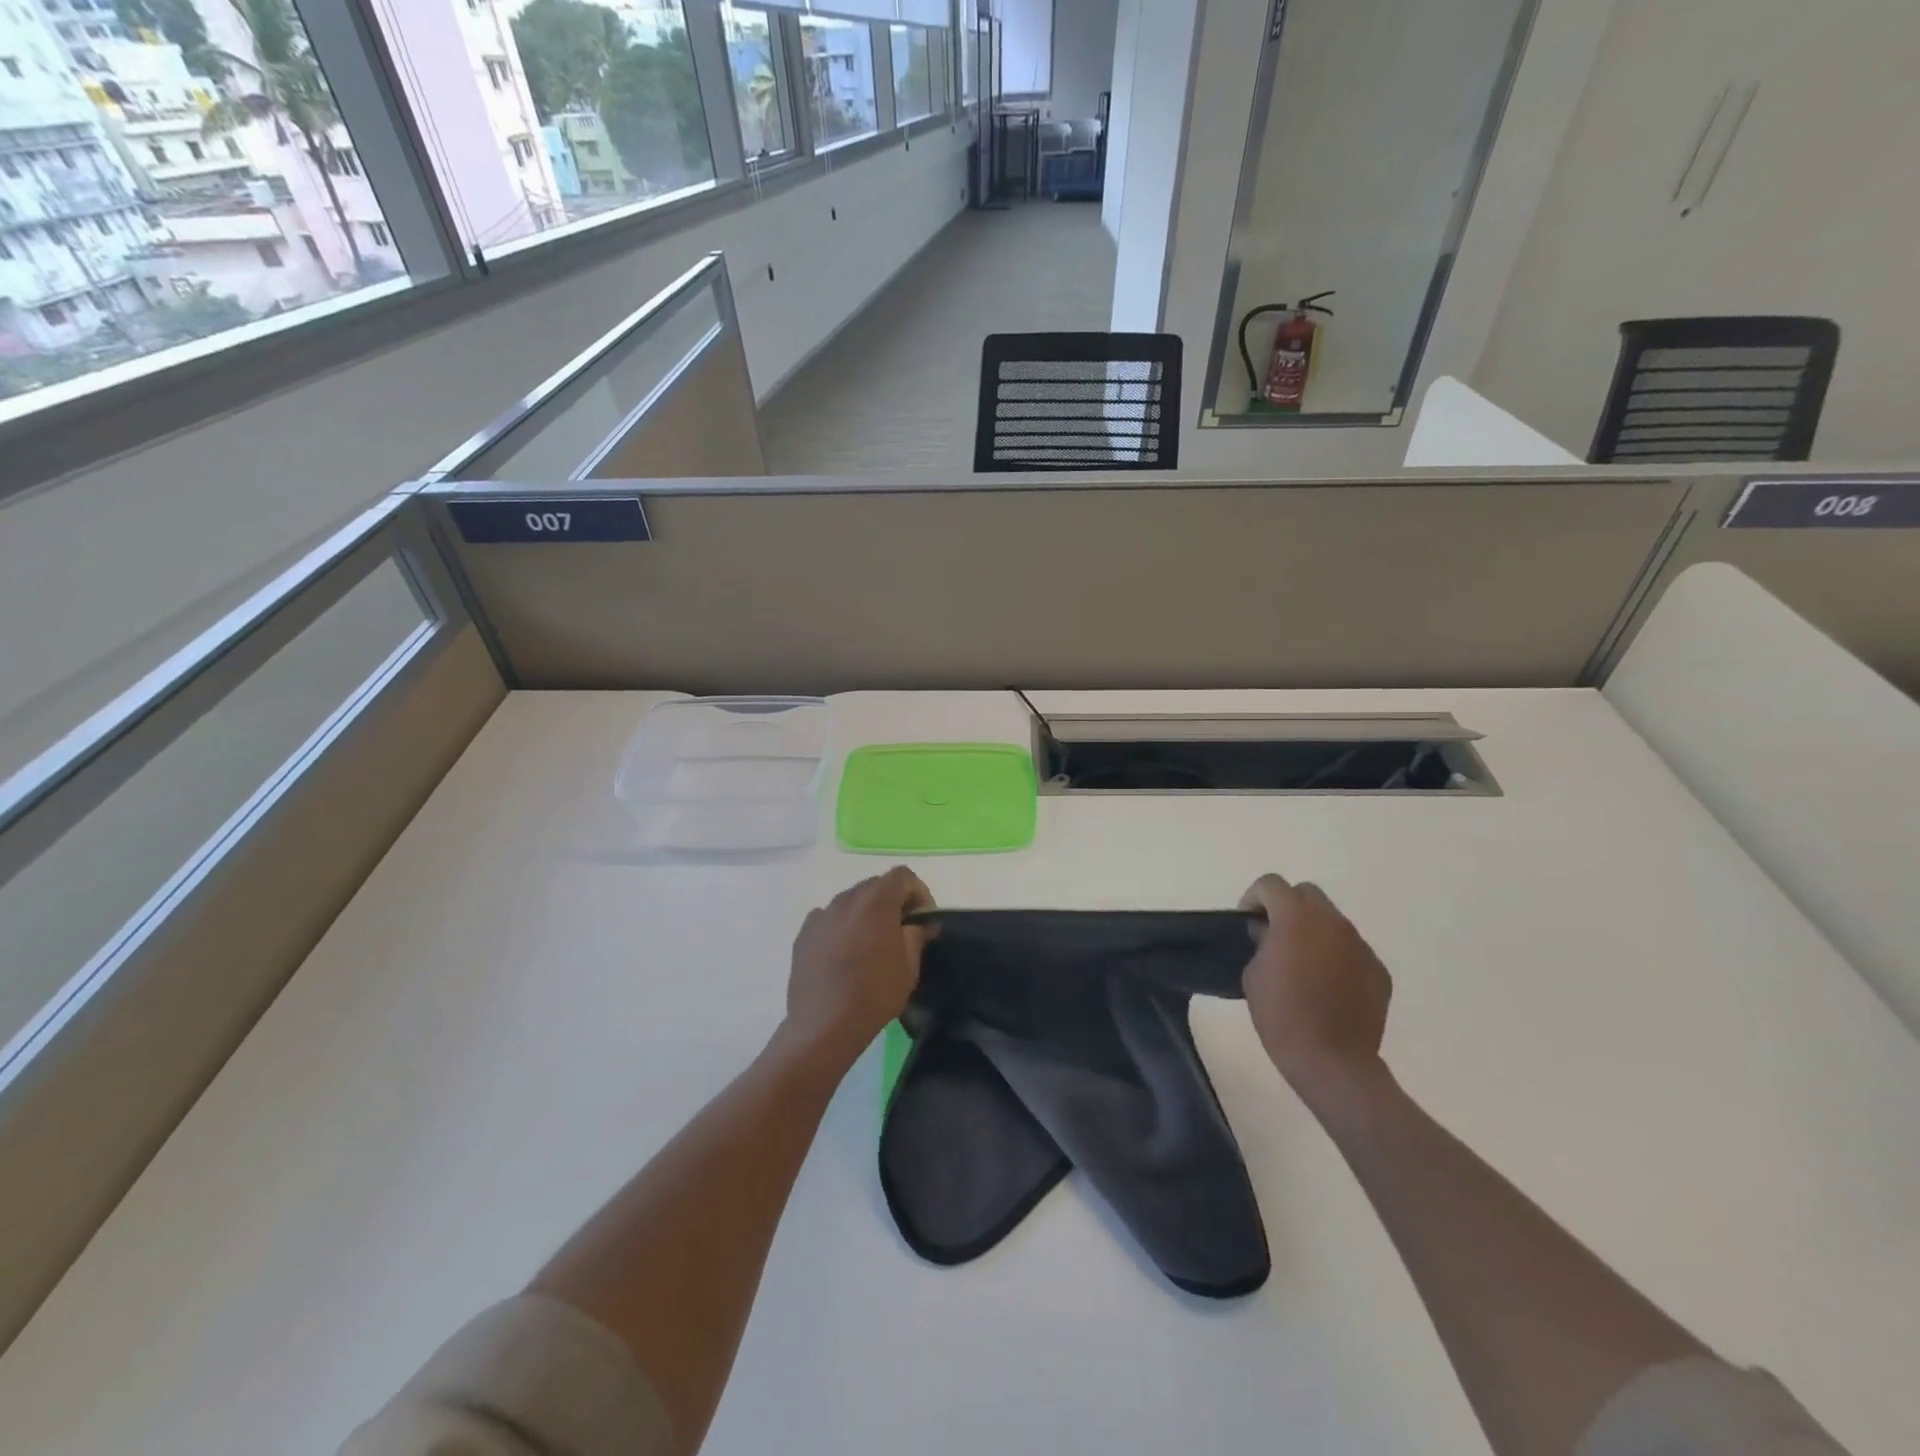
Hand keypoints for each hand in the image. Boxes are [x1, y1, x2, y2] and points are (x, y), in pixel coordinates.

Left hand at [784, 867, 934, 1058]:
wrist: (824, 1026)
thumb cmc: (875, 994)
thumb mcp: (909, 966)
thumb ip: (917, 934)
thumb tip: (921, 922)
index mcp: (876, 901)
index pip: (902, 875)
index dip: (918, 892)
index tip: (922, 920)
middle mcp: (846, 898)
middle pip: (876, 885)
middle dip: (893, 902)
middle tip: (901, 932)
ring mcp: (821, 915)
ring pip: (851, 901)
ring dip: (866, 914)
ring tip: (871, 945)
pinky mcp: (804, 933)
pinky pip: (830, 919)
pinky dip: (843, 927)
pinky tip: (845, 955)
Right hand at [1240, 874, 1392, 1106]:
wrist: (1332, 1061)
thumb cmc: (1281, 1015)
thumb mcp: (1252, 974)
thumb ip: (1261, 943)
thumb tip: (1270, 935)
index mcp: (1296, 918)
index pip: (1271, 884)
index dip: (1254, 898)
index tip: (1248, 924)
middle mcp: (1332, 922)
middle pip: (1306, 893)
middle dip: (1287, 906)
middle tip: (1275, 936)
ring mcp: (1360, 945)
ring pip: (1332, 921)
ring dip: (1314, 930)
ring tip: (1303, 964)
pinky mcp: (1378, 970)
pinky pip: (1352, 949)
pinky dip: (1336, 956)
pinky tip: (1328, 987)